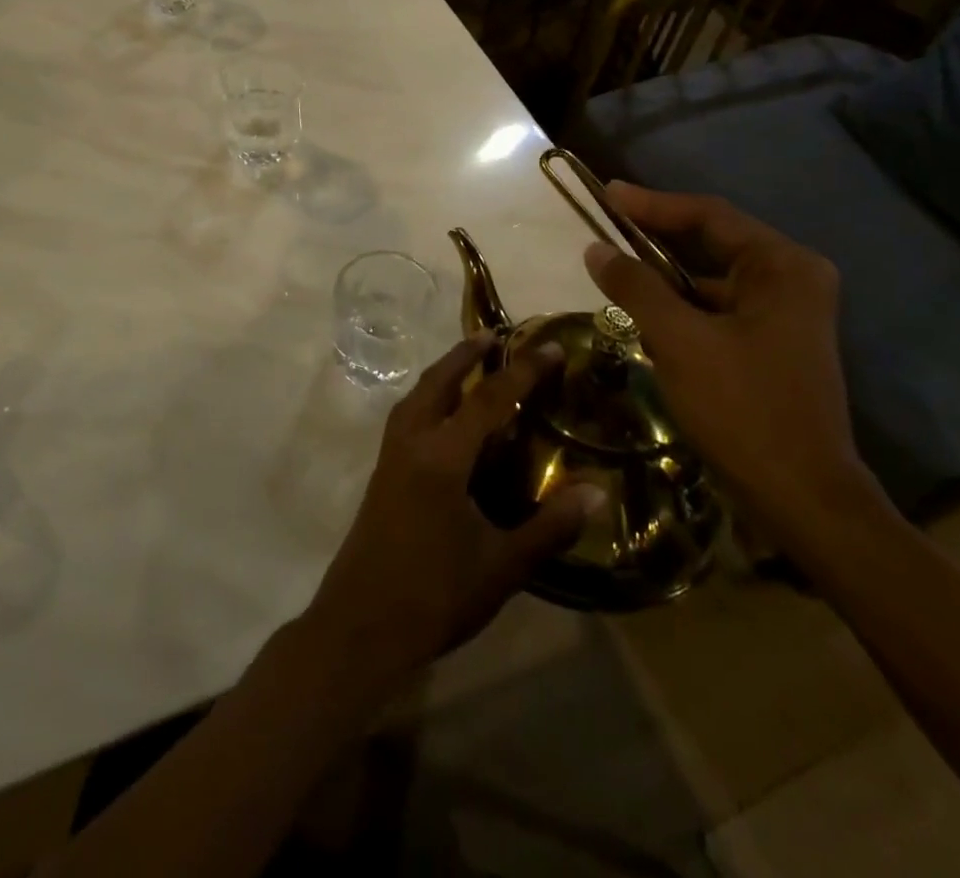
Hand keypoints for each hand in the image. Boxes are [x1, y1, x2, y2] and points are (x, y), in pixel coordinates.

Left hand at [297, 337, 602, 694]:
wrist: (361, 625)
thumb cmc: (435, 594)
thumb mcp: (502, 566)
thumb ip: (549, 526)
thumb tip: (597, 493)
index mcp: (442, 456)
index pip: (488, 399)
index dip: (523, 370)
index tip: (551, 347)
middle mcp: (411, 442)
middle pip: (439, 381)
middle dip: (467, 353)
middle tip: (495, 334)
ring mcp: (390, 456)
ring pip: (417, 395)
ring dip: (444, 372)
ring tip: (469, 362)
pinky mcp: (381, 473)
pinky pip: (407, 415)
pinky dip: (429, 397)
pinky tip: (443, 415)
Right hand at [583, 182, 884, 547]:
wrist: (802, 498)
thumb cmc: (743, 408)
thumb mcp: (680, 340)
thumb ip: (636, 287)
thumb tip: (595, 248)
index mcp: (783, 267)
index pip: (709, 216)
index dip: (653, 203)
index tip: (607, 194)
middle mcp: (792, 280)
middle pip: (712, 242)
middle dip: (656, 236)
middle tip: (606, 224)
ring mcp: (785, 314)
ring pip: (710, 278)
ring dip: (664, 276)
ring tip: (615, 269)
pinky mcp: (772, 344)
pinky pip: (716, 308)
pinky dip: (680, 306)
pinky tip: (644, 315)